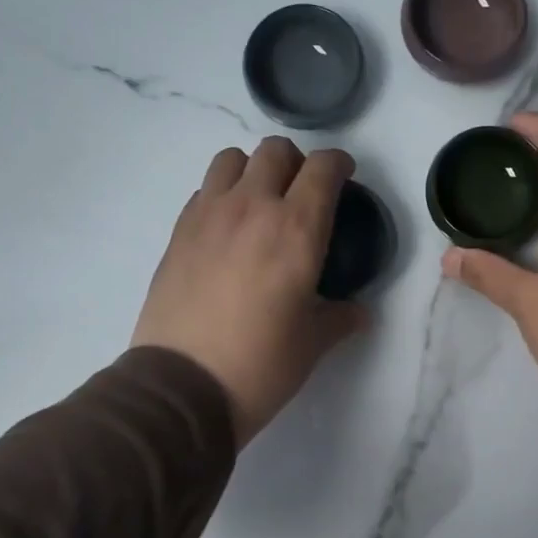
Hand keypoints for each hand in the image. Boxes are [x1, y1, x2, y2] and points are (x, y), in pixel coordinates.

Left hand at [132, 137, 367, 447]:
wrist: (182, 387)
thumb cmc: (260, 366)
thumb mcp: (312, 344)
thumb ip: (340, 318)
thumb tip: (359, 313)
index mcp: (296, 230)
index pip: (322, 168)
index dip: (339, 164)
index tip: (344, 176)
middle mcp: (252, 208)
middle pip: (275, 151)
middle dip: (296, 163)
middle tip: (302, 193)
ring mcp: (207, 216)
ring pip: (231, 159)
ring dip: (253, 170)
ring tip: (260, 202)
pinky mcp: (178, 233)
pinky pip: (203, 191)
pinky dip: (220, 196)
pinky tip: (227, 231)